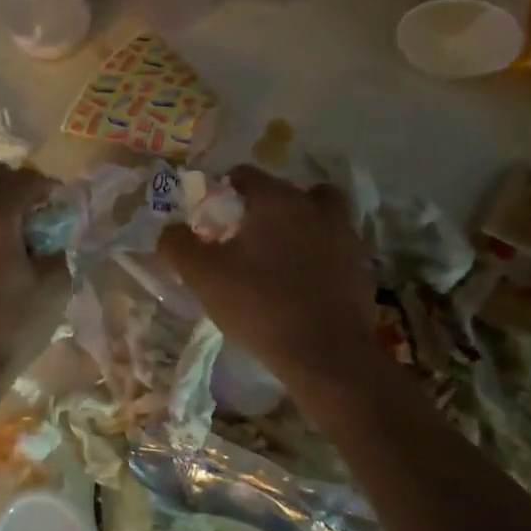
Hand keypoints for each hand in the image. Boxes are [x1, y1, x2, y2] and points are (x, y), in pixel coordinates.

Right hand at [158, 164, 378, 382]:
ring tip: (279, 252)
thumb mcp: (202, 276)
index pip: (246, 175)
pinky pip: (334, 246)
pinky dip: (319, 253)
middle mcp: (314, 208)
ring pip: (320, 214)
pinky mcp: (360, 267)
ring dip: (301, 223)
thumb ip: (178, 245)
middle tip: (243, 235)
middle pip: (287, 191)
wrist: (326, 354)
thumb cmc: (259, 304)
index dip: (224, 190)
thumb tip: (169, 230)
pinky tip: (301, 280)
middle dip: (264, 206)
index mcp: (276, 201)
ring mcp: (344, 236)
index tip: (211, 217)